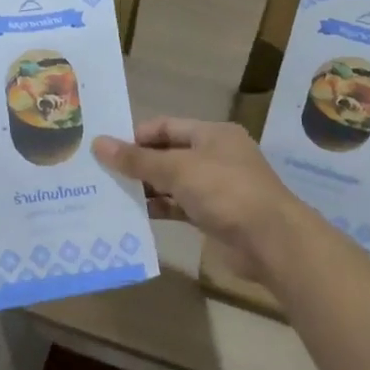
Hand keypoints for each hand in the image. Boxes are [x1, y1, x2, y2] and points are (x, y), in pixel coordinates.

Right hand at [95, 118, 313, 285]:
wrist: (271, 242)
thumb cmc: (225, 191)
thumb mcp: (178, 169)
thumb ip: (138, 160)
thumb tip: (98, 144)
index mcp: (212, 134)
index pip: (167, 127)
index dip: (137, 136)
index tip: (106, 149)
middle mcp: (215, 156)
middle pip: (168, 154)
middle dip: (138, 163)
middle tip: (101, 173)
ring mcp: (216, 188)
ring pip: (172, 182)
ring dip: (146, 188)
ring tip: (110, 194)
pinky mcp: (214, 216)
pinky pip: (179, 207)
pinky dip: (159, 209)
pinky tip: (133, 215)